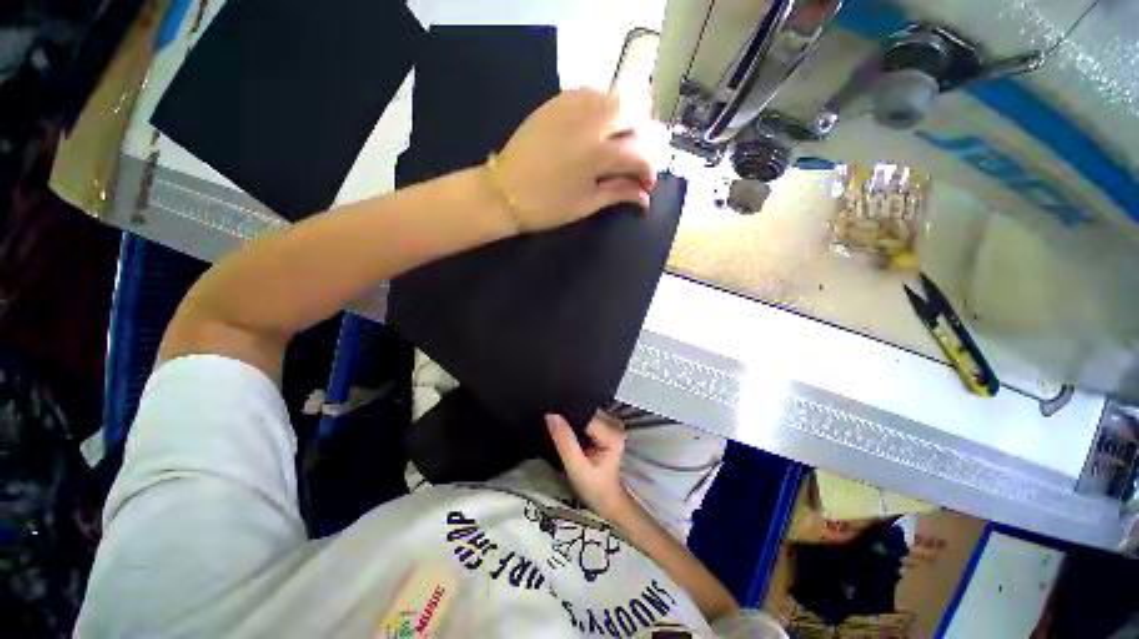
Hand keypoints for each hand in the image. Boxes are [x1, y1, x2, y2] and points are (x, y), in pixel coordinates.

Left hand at [495, 89, 661, 232]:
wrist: (504, 192)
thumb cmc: (547, 206)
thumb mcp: (586, 204)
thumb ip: (618, 192)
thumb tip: (644, 197)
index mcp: (598, 154)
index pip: (639, 154)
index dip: (649, 171)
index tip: (646, 186)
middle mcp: (590, 121)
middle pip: (634, 111)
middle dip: (642, 135)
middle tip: (635, 159)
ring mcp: (571, 106)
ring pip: (613, 96)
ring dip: (625, 117)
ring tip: (619, 141)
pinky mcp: (556, 102)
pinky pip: (590, 93)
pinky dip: (602, 106)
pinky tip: (598, 126)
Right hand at [546, 413, 631, 520]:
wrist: (606, 501)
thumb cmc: (594, 488)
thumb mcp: (576, 468)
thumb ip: (565, 441)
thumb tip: (551, 415)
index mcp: (612, 435)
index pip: (586, 416)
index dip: (568, 416)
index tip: (550, 416)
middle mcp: (614, 426)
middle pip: (586, 412)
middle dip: (569, 416)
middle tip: (551, 422)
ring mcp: (611, 427)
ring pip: (585, 414)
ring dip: (571, 419)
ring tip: (557, 425)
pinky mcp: (605, 430)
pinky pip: (587, 419)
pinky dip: (576, 423)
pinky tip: (566, 429)